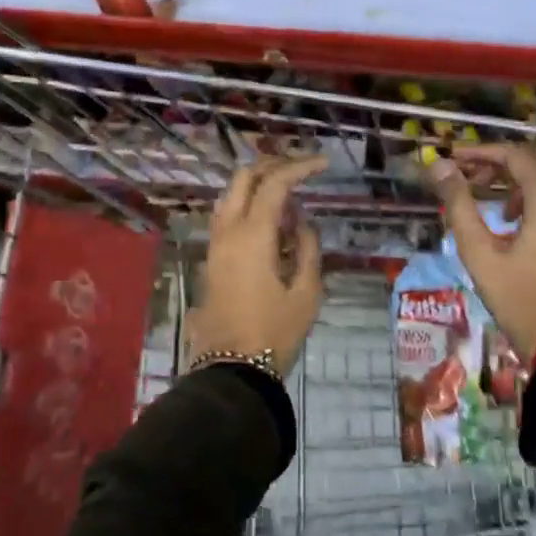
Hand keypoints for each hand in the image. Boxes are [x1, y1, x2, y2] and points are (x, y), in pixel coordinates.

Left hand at [186, 154, 327, 373]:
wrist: (231, 370)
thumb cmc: (274, 333)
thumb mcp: (306, 293)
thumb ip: (307, 249)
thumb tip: (302, 224)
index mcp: (252, 234)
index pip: (275, 183)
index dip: (300, 167)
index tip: (323, 165)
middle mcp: (228, 230)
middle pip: (244, 177)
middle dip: (274, 165)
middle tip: (302, 169)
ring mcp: (215, 243)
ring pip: (232, 194)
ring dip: (258, 183)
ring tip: (289, 193)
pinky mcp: (212, 258)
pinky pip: (228, 215)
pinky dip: (249, 204)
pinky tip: (271, 220)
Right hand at [429, 143, 535, 358]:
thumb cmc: (518, 297)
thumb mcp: (479, 252)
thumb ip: (459, 205)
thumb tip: (441, 167)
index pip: (516, 155)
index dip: (482, 151)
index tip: (453, 159)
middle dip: (499, 159)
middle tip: (468, 173)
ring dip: (515, 175)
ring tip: (483, 193)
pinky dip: (531, 192)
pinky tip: (508, 216)